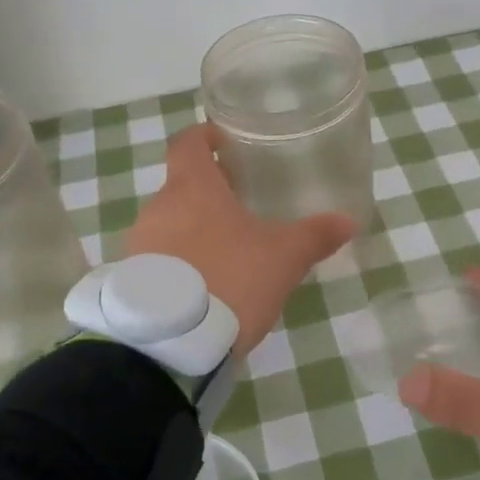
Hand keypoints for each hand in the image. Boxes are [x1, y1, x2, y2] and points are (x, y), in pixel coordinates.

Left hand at [126, 124, 354, 359]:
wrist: (171, 342)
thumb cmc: (230, 279)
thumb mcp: (282, 258)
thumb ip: (314, 236)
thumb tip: (348, 221)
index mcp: (192, 188)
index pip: (188, 144)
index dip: (204, 136)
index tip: (222, 140)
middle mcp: (158, 208)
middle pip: (181, 186)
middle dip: (208, 192)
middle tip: (239, 205)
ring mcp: (138, 245)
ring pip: (168, 224)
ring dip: (192, 230)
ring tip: (225, 252)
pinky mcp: (131, 281)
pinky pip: (157, 260)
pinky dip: (178, 263)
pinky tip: (203, 287)